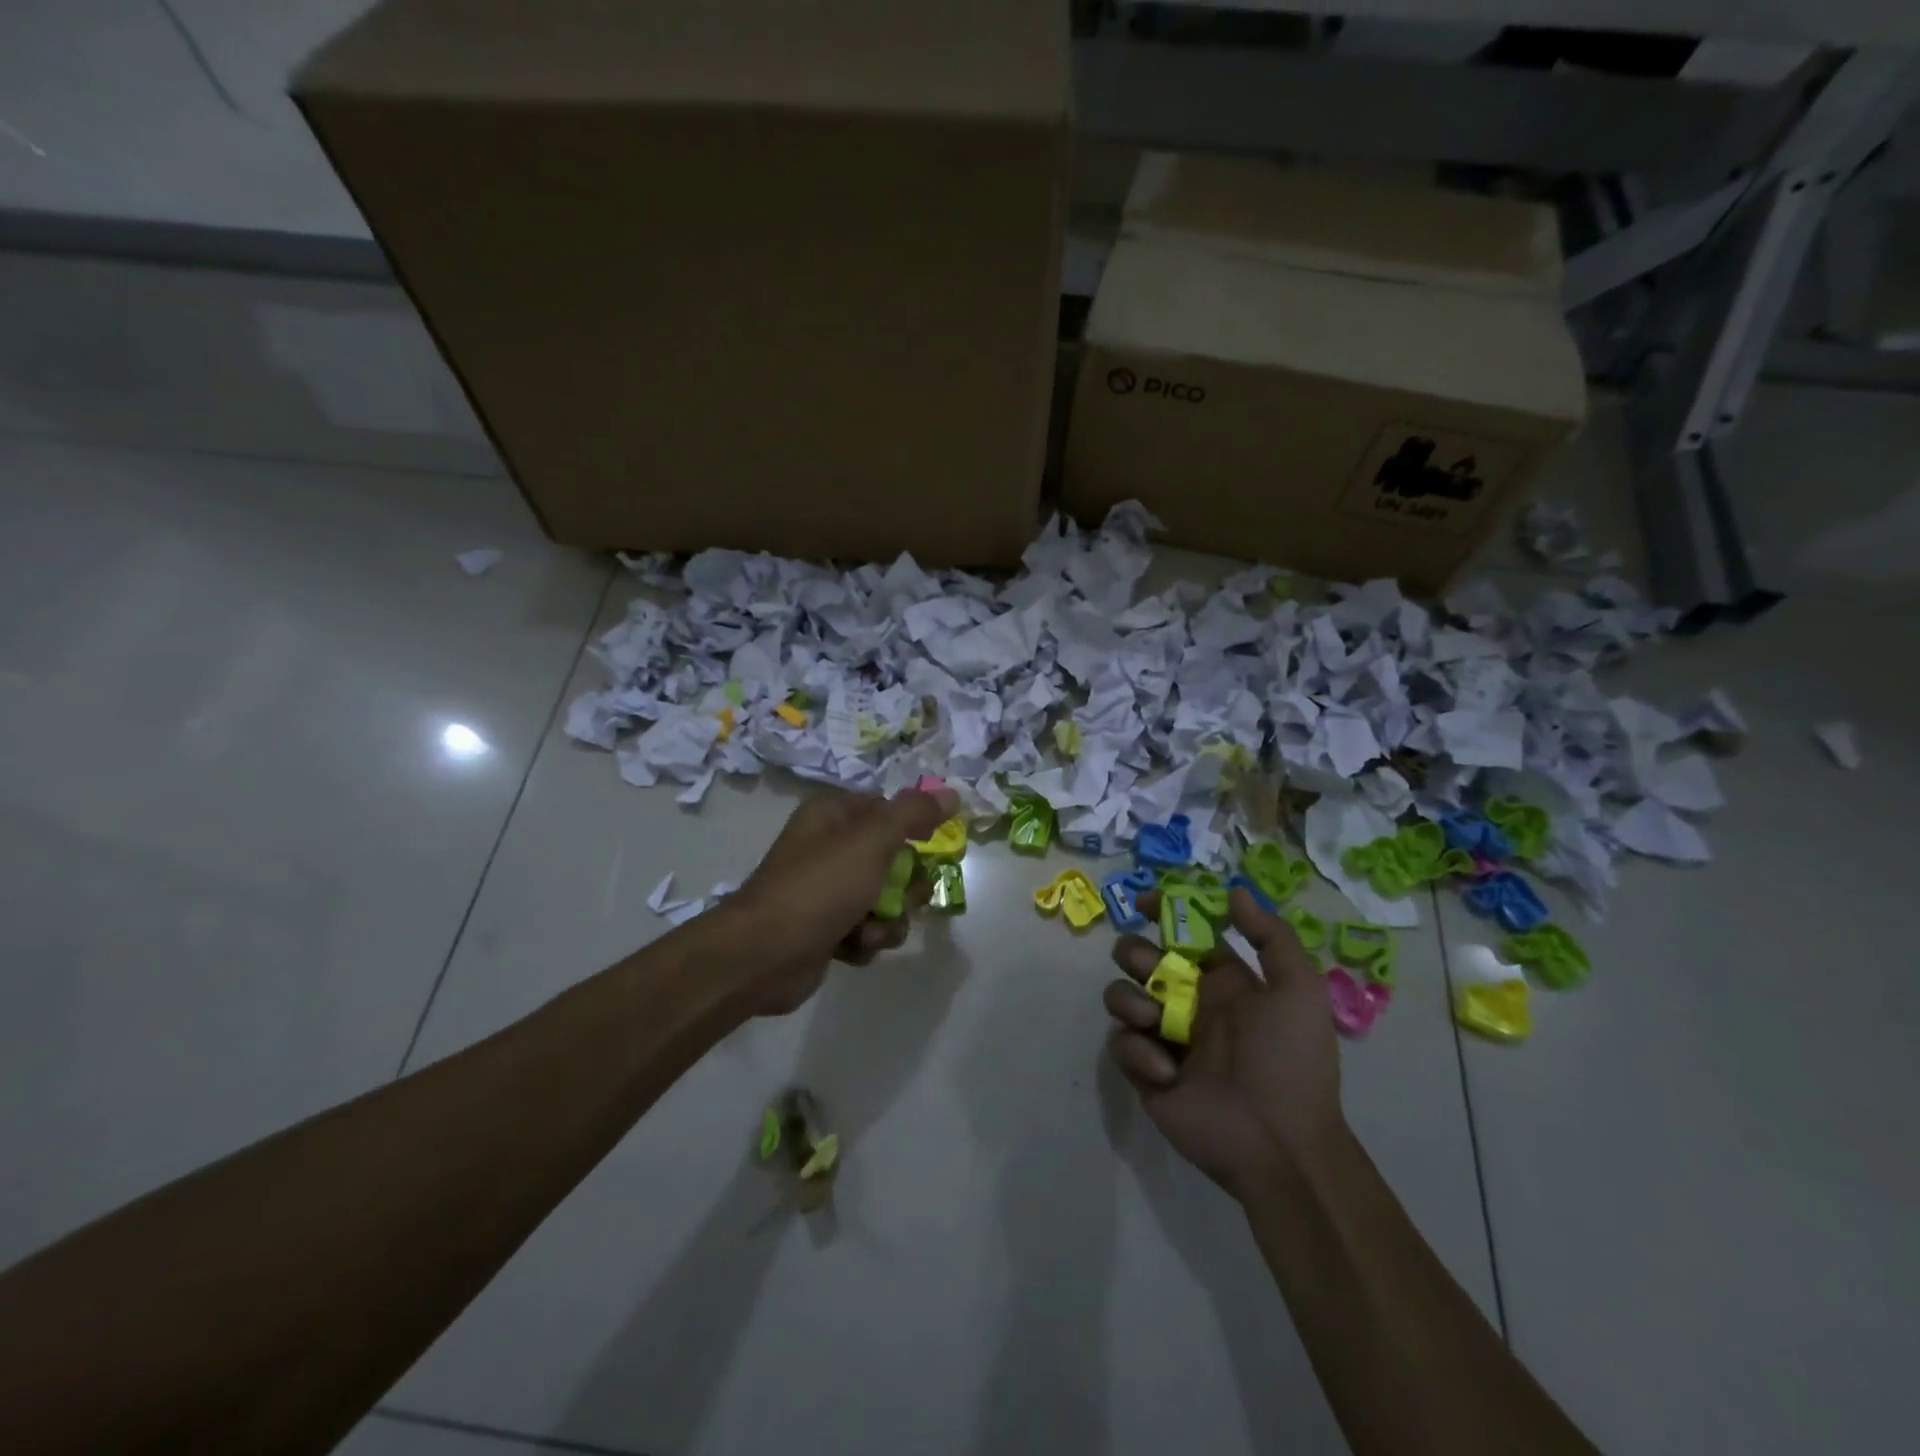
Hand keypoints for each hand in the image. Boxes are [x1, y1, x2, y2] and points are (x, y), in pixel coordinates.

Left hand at [720, 785, 959, 1015]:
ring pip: (886, 899)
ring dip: (888, 919)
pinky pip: (869, 929)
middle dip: (904, 886)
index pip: (889, 810)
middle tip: (900, 898)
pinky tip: (851, 948)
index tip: (929, 846)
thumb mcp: (872, 840)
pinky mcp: (828, 928)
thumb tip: (952, 793)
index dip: (913, 829)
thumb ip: (914, 814)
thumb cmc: (820, 887)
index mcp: (834, 814)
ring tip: (869, 931)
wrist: (764, 955)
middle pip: (894, 859)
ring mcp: (828, 890)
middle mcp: (830, 846)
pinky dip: (867, 940)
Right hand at [1104, 888, 1344, 1199]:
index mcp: (1223, 982)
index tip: (1145, 902)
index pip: (1184, 934)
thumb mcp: (1298, 990)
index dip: (1163, 911)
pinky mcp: (1144, 1073)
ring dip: (1129, 998)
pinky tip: (1166, 1071)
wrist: (1280, 1144)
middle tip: (1150, 968)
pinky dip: (1136, 1050)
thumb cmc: (1290, 1060)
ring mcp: (1164, 1038)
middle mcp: (1188, 1003)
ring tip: (1153, 1020)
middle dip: (1135, 953)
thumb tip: (1234, 891)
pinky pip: (1120, 1044)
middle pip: (1141, 958)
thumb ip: (1270, 936)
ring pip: (1121, 995)